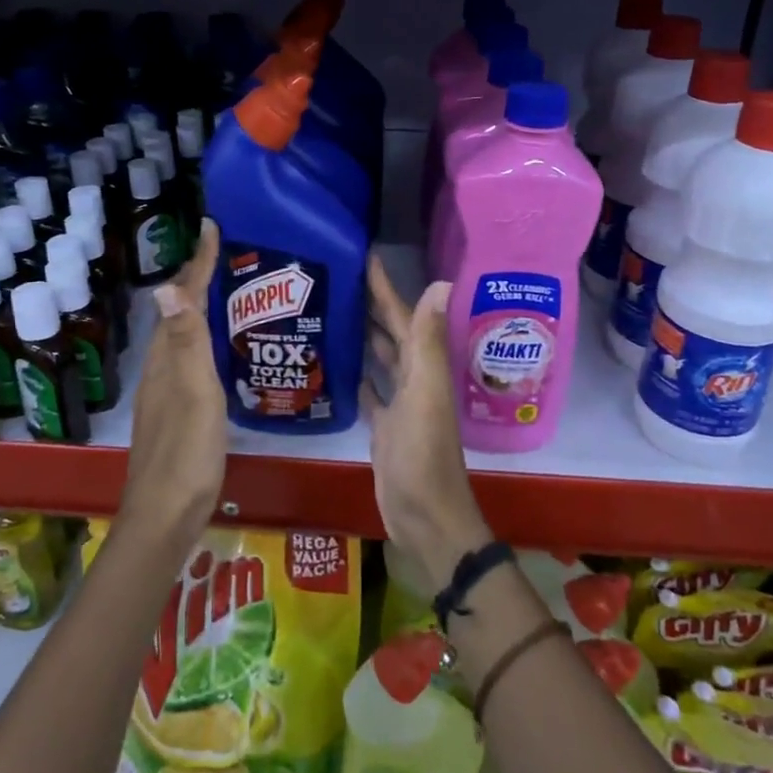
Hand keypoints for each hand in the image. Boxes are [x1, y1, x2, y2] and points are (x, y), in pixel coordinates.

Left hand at [124, 220, 227, 545]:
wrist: (166, 515)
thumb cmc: (186, 452)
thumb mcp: (194, 394)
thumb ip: (186, 343)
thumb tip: (167, 288)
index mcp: (167, 359)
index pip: (182, 299)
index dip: (197, 263)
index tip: (211, 227)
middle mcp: (162, 368)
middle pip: (179, 313)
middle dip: (199, 279)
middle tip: (226, 255)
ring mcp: (167, 391)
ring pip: (183, 336)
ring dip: (200, 308)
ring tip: (228, 292)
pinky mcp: (177, 411)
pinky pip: (189, 359)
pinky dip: (204, 340)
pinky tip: (221, 350)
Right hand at [362, 255, 492, 590]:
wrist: (425, 518)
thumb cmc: (424, 455)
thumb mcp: (425, 394)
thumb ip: (429, 341)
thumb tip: (442, 282)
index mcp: (423, 365)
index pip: (402, 314)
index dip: (384, 285)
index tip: (362, 254)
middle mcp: (412, 377)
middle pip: (389, 331)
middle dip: (369, 303)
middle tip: (335, 277)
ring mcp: (398, 402)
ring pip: (379, 357)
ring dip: (362, 334)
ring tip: (331, 309)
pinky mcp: (382, 425)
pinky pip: (368, 390)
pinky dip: (356, 372)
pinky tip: (336, 361)